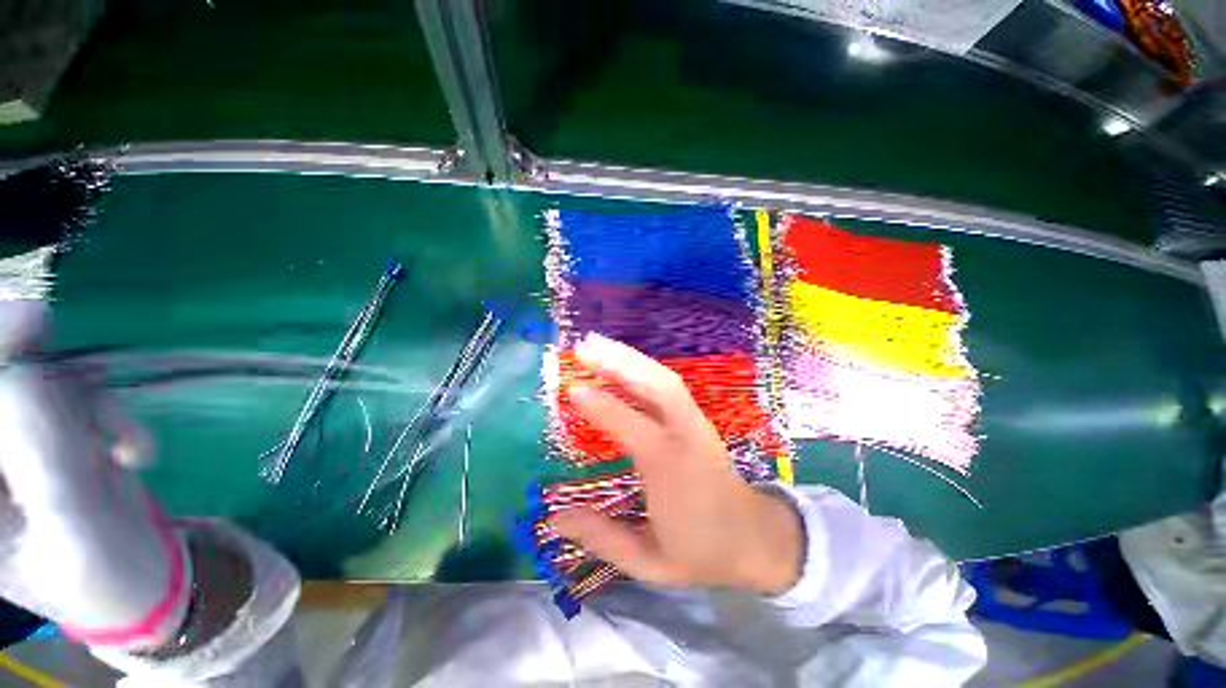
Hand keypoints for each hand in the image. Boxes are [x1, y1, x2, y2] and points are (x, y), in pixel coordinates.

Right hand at [550, 334, 804, 594]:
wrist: (754, 537)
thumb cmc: (701, 551)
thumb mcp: (651, 563)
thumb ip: (604, 539)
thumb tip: (555, 517)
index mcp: (674, 472)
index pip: (635, 430)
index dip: (604, 408)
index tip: (573, 390)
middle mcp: (686, 437)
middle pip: (659, 387)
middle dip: (621, 363)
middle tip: (583, 347)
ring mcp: (695, 422)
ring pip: (664, 379)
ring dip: (630, 357)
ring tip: (596, 343)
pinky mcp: (696, 418)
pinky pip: (668, 384)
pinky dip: (642, 366)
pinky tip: (621, 360)